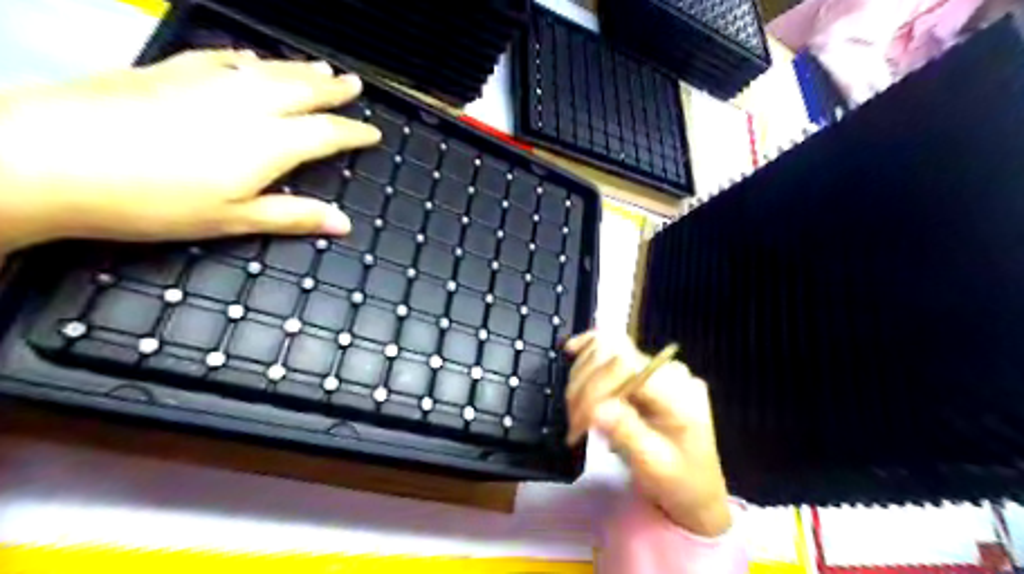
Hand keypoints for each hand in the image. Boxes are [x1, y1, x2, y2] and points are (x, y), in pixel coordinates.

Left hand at [0, 48, 380, 255]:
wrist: (48, 158)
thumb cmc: (153, 201)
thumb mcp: (232, 219)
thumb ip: (292, 216)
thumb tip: (344, 224)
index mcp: (268, 143)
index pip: (326, 133)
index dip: (354, 132)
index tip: (373, 133)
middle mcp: (246, 105)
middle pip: (302, 91)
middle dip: (333, 89)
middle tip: (354, 84)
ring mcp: (206, 82)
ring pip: (268, 70)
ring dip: (299, 69)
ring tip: (322, 67)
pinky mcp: (169, 71)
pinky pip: (221, 58)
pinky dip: (246, 58)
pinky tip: (251, 58)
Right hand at [563, 332, 730, 537]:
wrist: (696, 489)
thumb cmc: (678, 482)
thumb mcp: (655, 465)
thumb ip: (628, 433)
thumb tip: (596, 410)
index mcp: (678, 392)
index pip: (626, 368)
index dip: (594, 387)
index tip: (579, 421)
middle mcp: (667, 370)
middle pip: (612, 355)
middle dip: (584, 386)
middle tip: (573, 423)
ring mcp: (655, 367)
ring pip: (606, 349)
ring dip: (581, 377)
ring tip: (576, 414)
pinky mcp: (642, 370)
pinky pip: (612, 349)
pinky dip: (589, 351)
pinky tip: (572, 352)